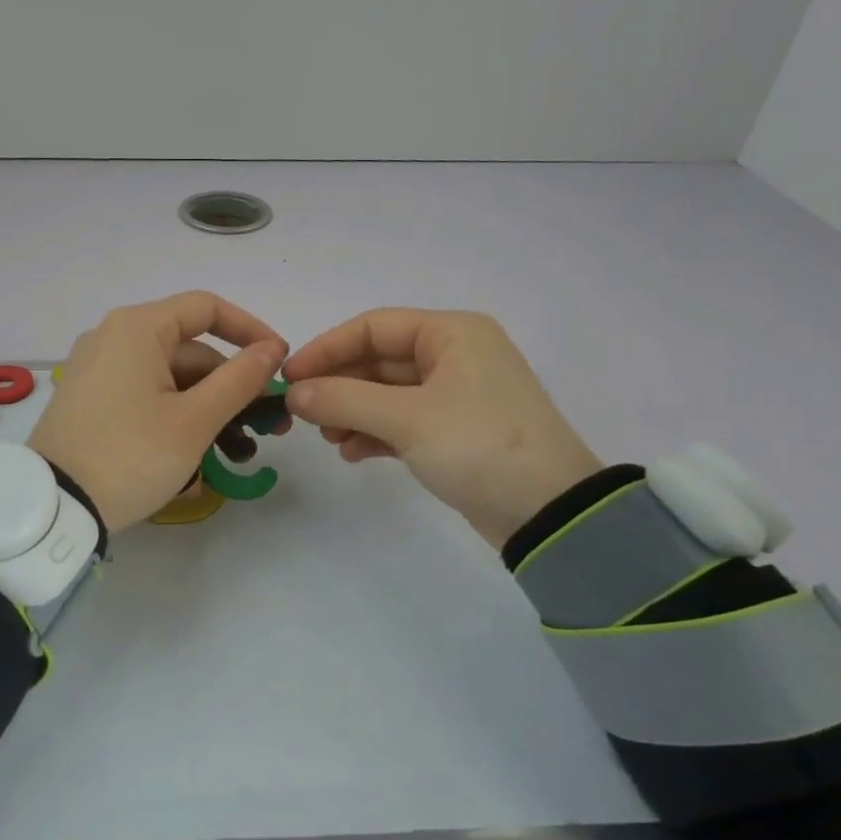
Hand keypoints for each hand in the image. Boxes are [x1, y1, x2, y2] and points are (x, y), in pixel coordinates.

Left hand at [29, 292, 287, 531]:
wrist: (52, 507)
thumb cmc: (130, 455)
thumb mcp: (194, 420)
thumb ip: (239, 379)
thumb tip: (271, 349)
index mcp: (137, 327)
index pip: (207, 308)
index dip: (250, 330)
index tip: (279, 362)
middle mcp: (113, 337)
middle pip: (189, 349)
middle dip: (230, 385)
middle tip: (263, 426)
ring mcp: (97, 368)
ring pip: (169, 376)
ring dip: (206, 407)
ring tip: (234, 452)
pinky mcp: (89, 399)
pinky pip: (144, 394)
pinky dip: (174, 414)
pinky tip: (195, 454)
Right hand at [282, 309, 600, 549]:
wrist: (550, 513)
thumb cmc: (479, 446)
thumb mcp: (407, 418)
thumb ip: (344, 399)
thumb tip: (294, 393)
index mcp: (451, 333)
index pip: (372, 326)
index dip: (326, 348)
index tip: (290, 377)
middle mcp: (455, 354)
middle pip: (378, 359)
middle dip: (339, 386)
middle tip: (304, 414)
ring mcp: (457, 394)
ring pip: (388, 392)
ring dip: (353, 411)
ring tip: (329, 438)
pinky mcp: (457, 431)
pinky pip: (403, 420)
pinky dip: (376, 432)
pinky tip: (352, 453)